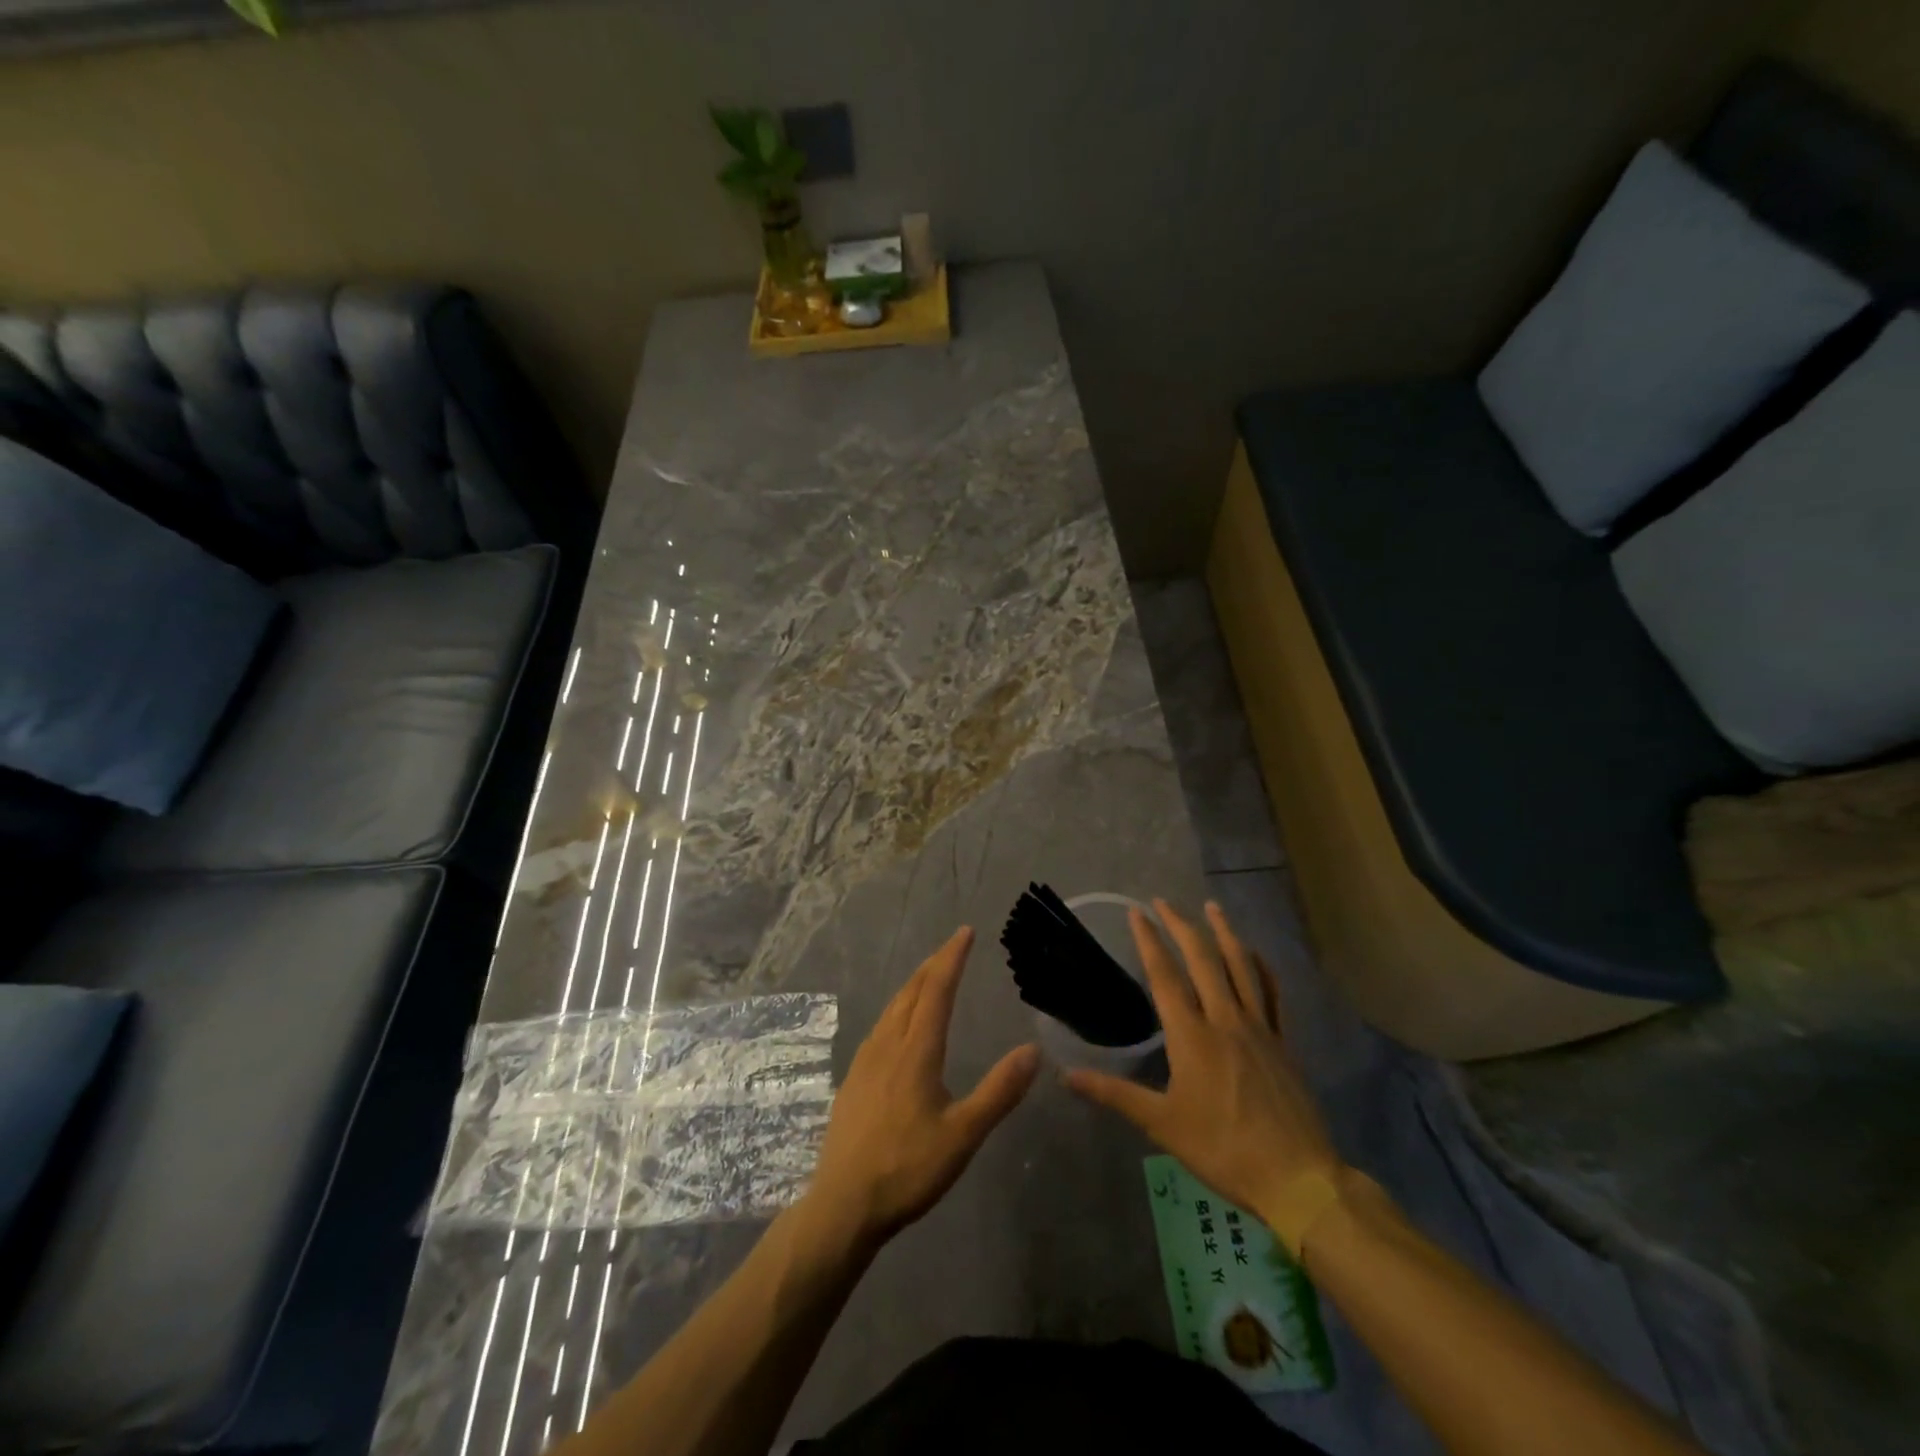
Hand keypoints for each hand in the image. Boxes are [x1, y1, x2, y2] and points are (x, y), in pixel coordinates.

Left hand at [806, 926, 1039, 1249]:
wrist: (843, 1204)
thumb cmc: (907, 1169)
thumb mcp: (963, 1134)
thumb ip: (999, 1091)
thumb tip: (1033, 1050)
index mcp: (916, 1051)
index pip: (937, 990)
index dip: (952, 958)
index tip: (965, 932)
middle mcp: (888, 1045)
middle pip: (911, 991)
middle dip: (933, 964)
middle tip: (952, 946)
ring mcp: (865, 1061)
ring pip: (892, 1008)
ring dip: (914, 984)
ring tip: (929, 975)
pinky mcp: (853, 1080)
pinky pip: (880, 1027)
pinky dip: (898, 1008)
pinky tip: (898, 1024)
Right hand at [1065, 900, 1340, 1229]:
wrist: (1297, 1178)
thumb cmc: (1222, 1149)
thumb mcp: (1162, 1125)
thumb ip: (1114, 1095)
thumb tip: (1066, 1076)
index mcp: (1192, 1035)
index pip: (1165, 976)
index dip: (1149, 941)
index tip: (1137, 913)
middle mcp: (1225, 1019)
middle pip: (1203, 960)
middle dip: (1181, 926)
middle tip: (1164, 901)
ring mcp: (1259, 1028)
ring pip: (1240, 967)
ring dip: (1224, 932)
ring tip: (1212, 906)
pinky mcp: (1283, 1042)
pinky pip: (1272, 994)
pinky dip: (1262, 968)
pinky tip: (1255, 954)